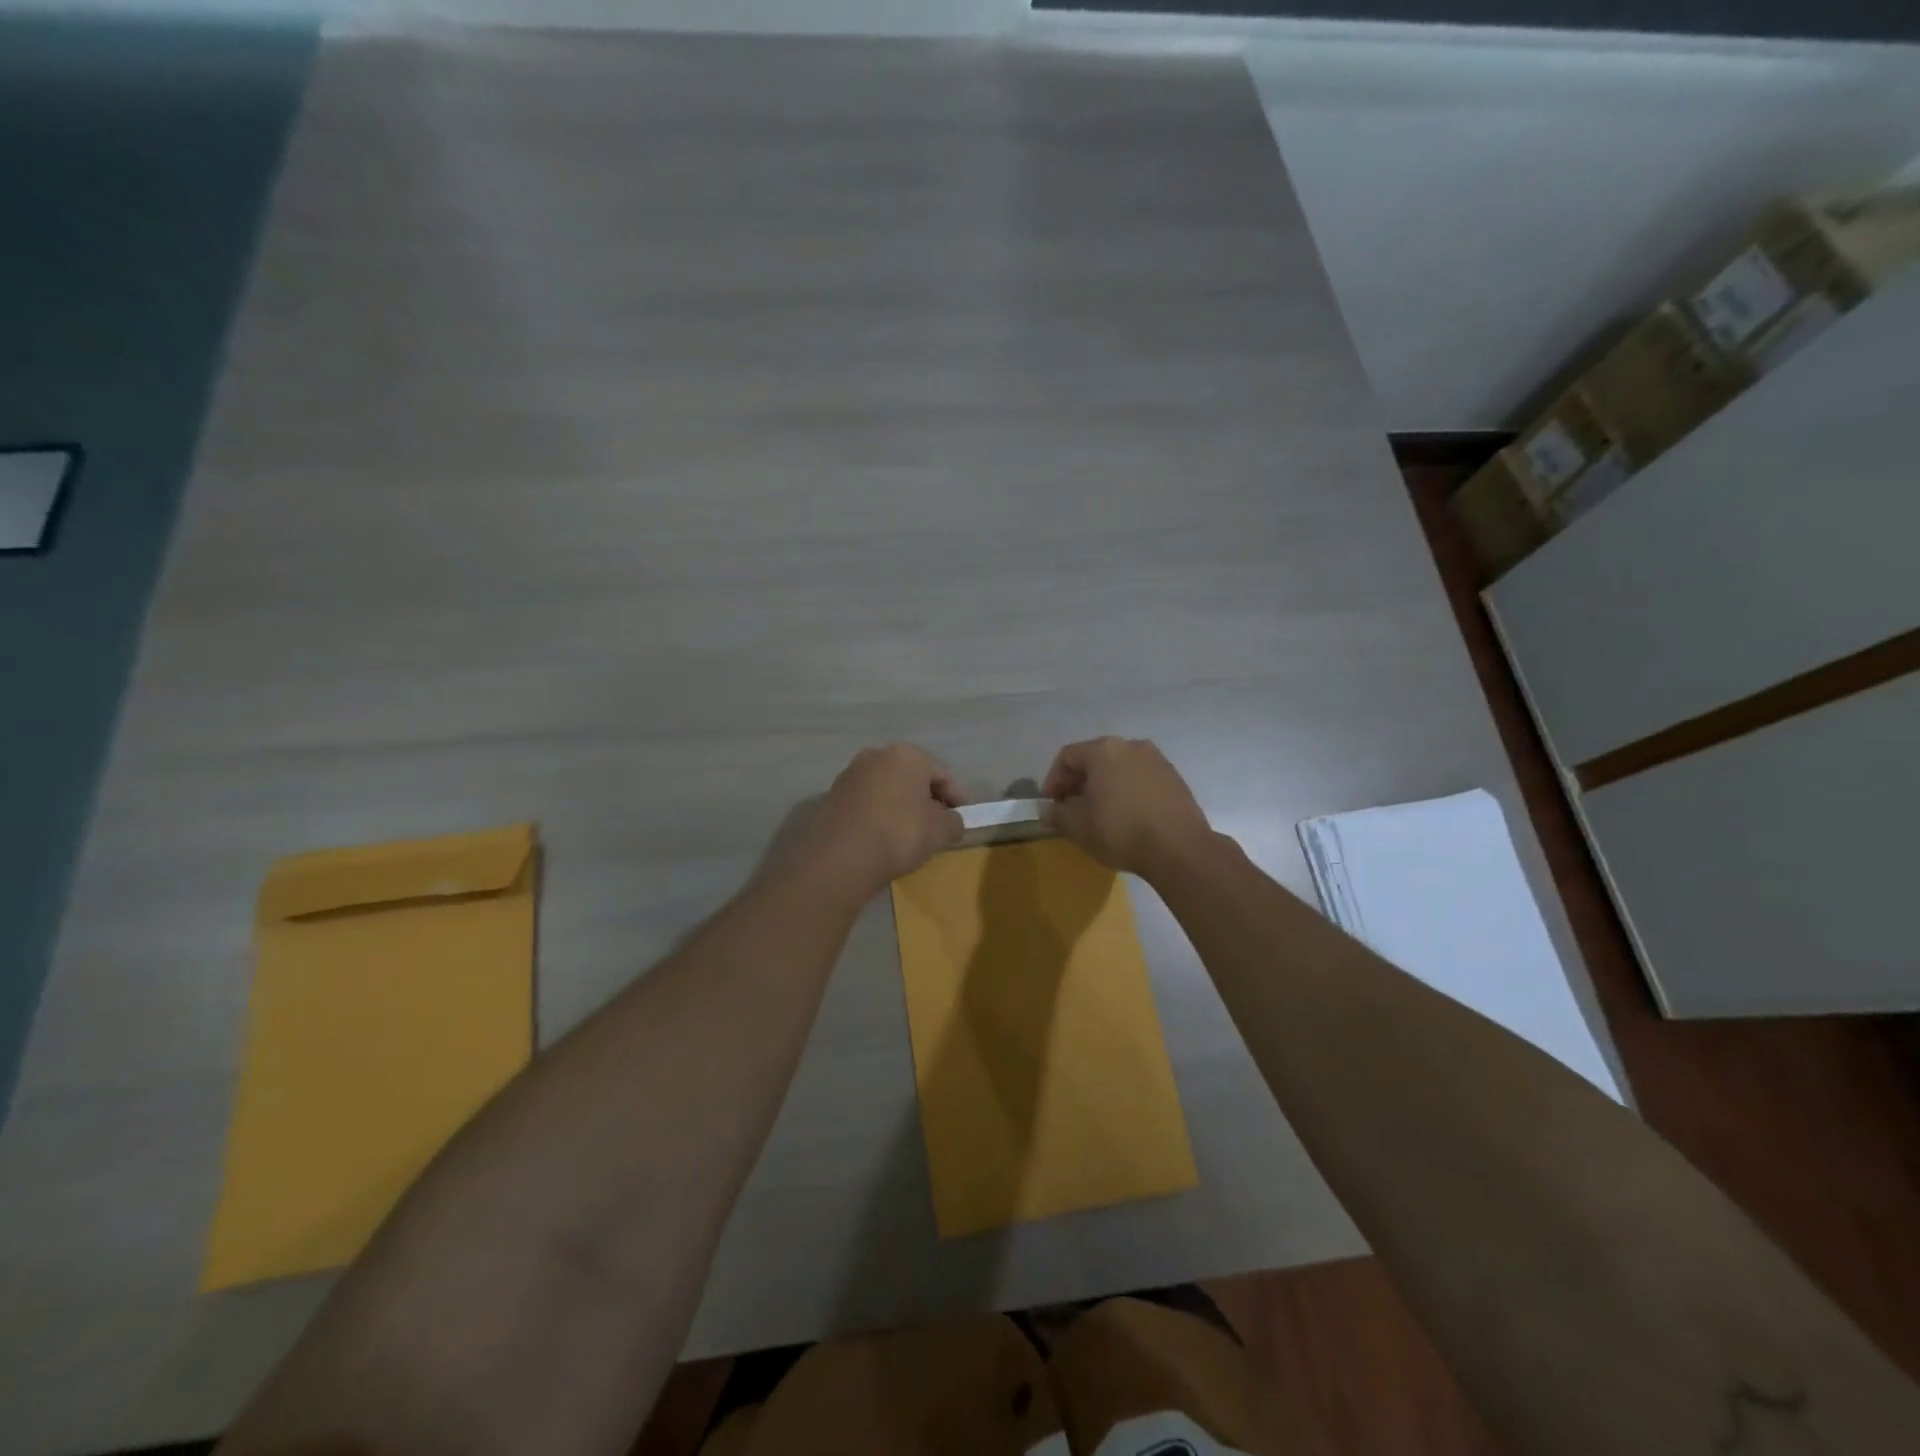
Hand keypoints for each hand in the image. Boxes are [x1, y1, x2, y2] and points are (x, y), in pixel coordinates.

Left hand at [795, 744, 965, 902]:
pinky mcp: (832, 796)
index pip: (943, 773)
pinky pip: (867, 802)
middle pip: (913, 776)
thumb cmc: (899, 834)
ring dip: (902, 805)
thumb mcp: (941, 831)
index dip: (958, 796)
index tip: (964, 817)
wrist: (840, 858)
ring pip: (888, 788)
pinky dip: (879, 814)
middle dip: (928, 798)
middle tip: (939, 824)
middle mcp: (876, 755)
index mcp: (907, 755)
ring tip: (910, 833)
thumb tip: (950, 820)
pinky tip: (883, 836)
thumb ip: (954, 821)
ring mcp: (850, 774)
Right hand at [1041, 736, 1211, 879]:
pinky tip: (1127, 816)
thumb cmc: (1120, 831)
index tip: (1051, 805)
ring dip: (1104, 786)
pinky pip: (1140, 779)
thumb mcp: (1077, 827)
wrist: (1179, 849)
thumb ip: (1056, 814)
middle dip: (1078, 783)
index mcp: (1104, 750)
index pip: (1067, 757)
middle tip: (1071, 809)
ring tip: (1099, 814)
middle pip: (1094, 759)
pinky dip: (1127, 791)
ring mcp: (1157, 760)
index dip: (1053, 781)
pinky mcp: (1174, 778)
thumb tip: (1047, 809)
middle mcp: (1131, 746)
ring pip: (1119, 768)